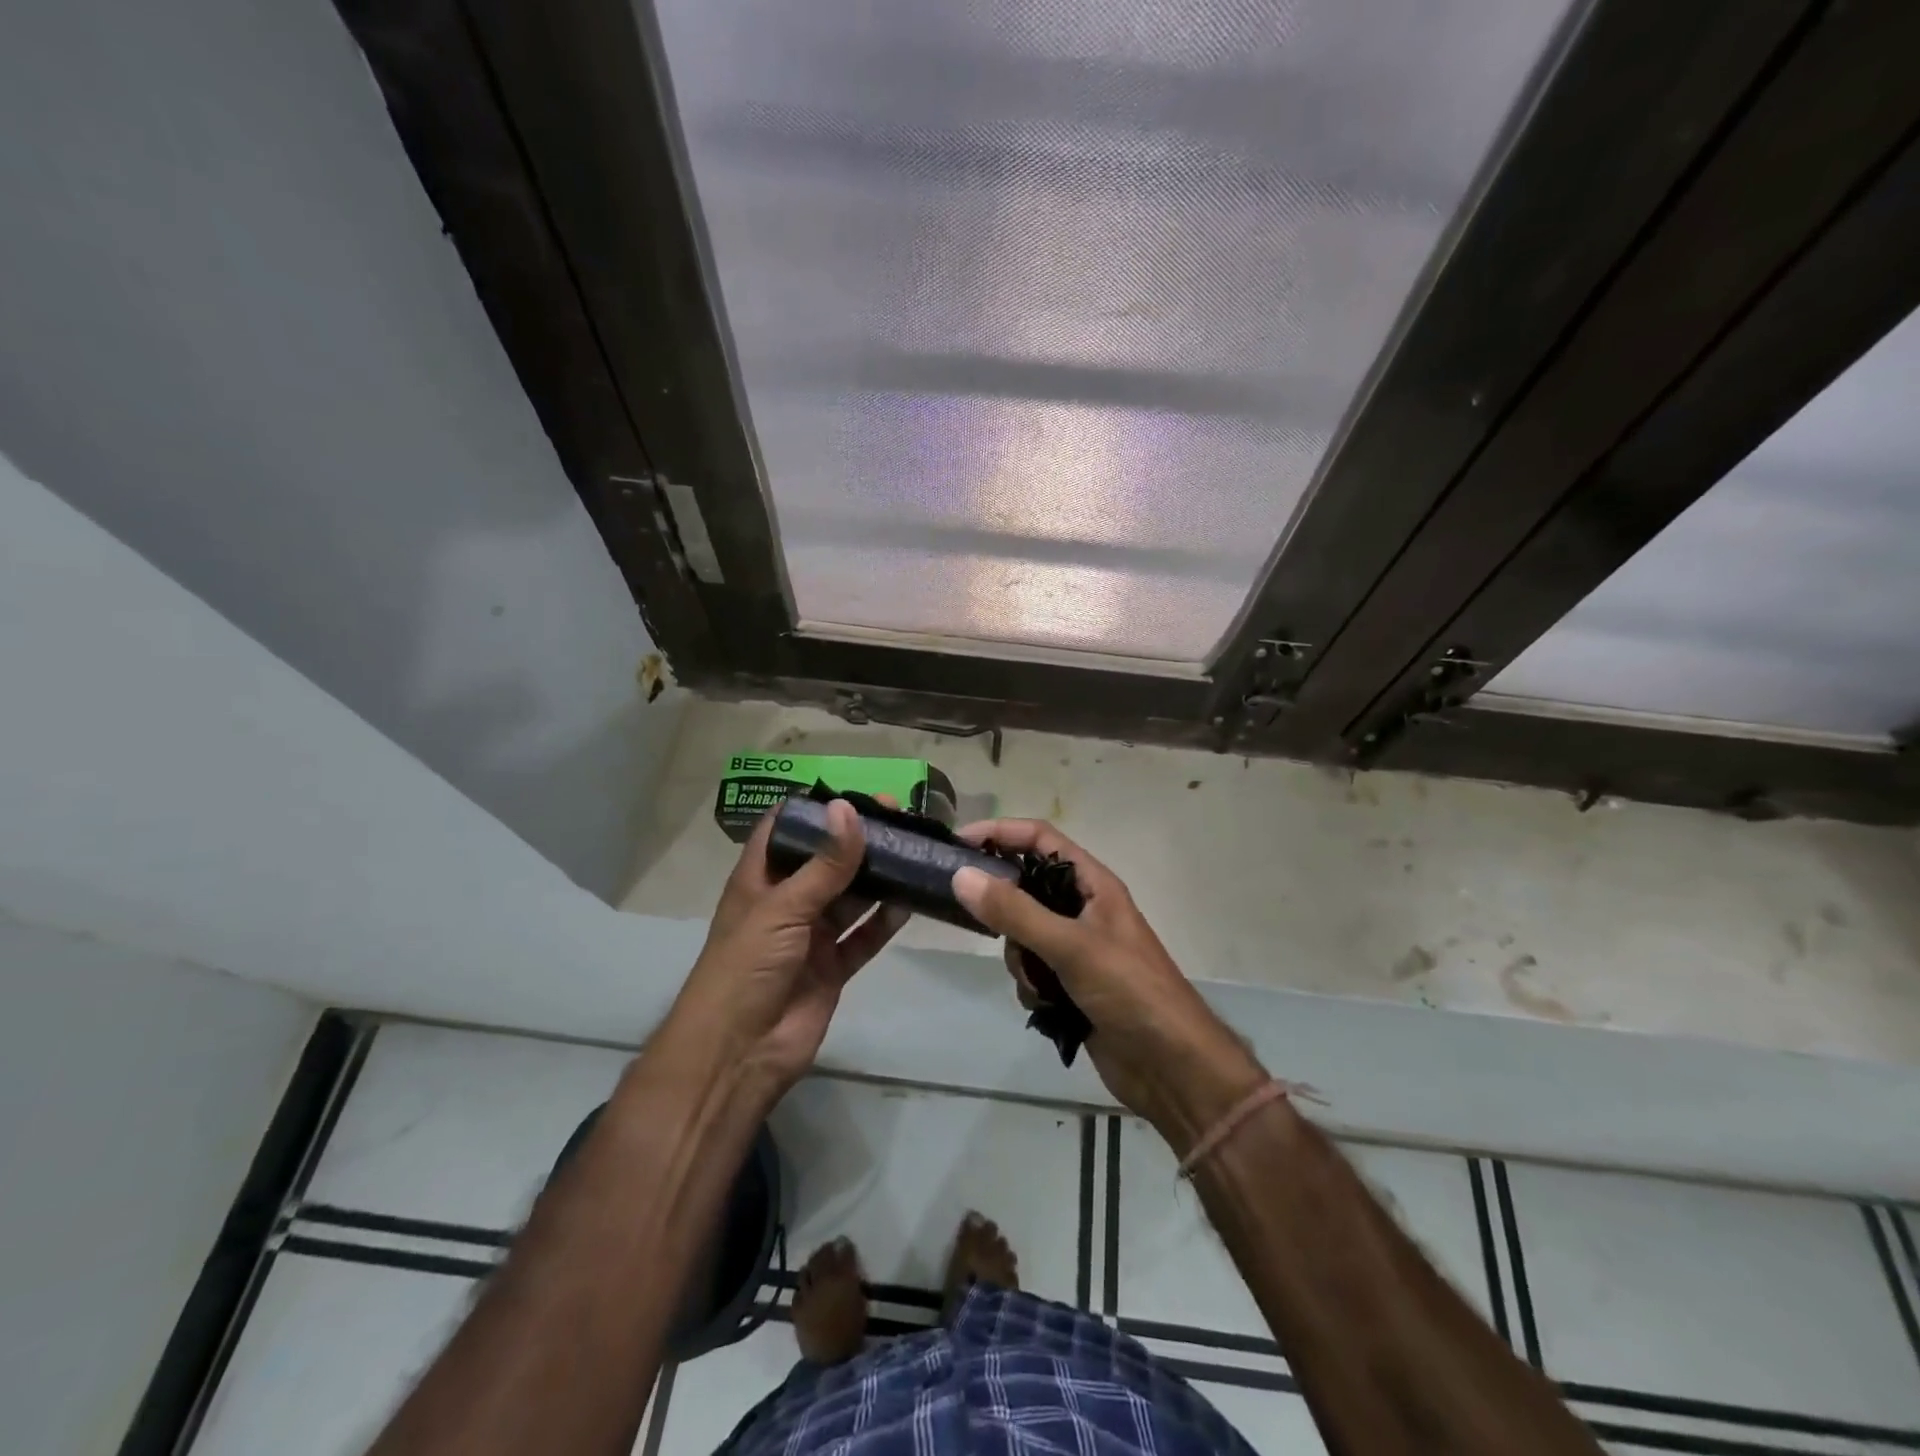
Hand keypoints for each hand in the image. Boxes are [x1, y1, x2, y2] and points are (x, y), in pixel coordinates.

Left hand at [664, 800, 906, 1104]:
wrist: (739, 1053)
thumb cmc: (746, 967)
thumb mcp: (783, 908)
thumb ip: (823, 864)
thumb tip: (849, 809)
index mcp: (760, 879)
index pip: (784, 830)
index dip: (815, 809)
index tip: (855, 792)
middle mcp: (787, 902)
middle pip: (826, 861)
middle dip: (859, 840)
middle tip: (901, 817)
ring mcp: (811, 935)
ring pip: (851, 896)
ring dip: (878, 877)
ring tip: (914, 851)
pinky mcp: (833, 965)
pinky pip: (864, 935)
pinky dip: (885, 920)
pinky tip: (910, 900)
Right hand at [951, 819, 1264, 1151]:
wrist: (1170, 1066)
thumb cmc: (1129, 991)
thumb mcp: (1070, 946)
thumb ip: (1015, 912)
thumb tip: (962, 875)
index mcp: (1092, 885)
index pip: (1040, 840)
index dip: (1001, 833)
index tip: (959, 843)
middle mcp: (1082, 910)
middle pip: (1026, 888)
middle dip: (1005, 910)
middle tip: (980, 922)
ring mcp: (1076, 949)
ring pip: (1023, 935)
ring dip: (1021, 959)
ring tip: (1039, 982)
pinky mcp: (1070, 986)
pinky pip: (1032, 972)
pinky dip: (1032, 987)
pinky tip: (1047, 1008)